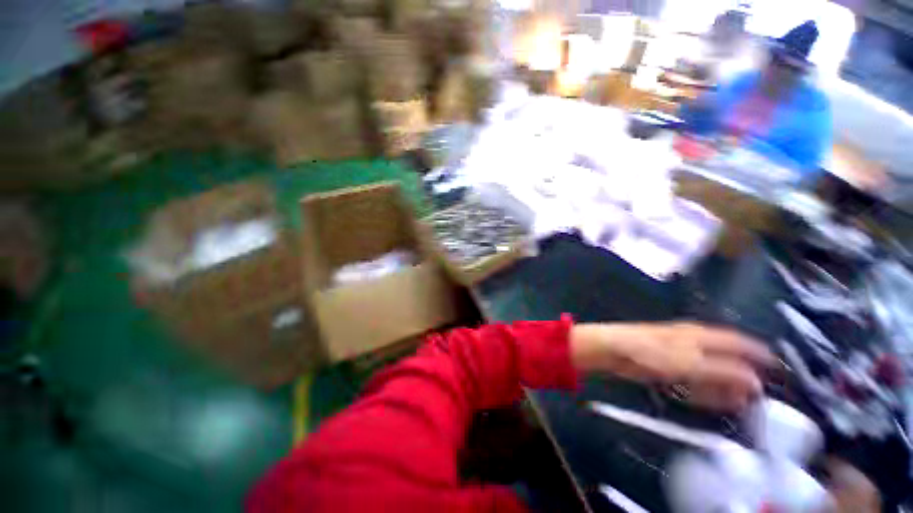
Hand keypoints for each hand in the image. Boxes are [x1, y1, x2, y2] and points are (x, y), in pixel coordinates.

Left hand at [571, 322, 774, 410]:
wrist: (614, 350)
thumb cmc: (651, 352)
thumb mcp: (692, 364)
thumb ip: (725, 373)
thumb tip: (755, 383)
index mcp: (701, 335)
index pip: (739, 342)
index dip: (759, 355)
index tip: (776, 370)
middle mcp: (693, 341)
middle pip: (726, 358)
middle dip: (743, 376)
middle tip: (757, 396)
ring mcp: (679, 353)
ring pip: (710, 371)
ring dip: (725, 386)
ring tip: (739, 402)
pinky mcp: (667, 364)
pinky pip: (693, 378)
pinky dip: (704, 389)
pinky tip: (711, 399)